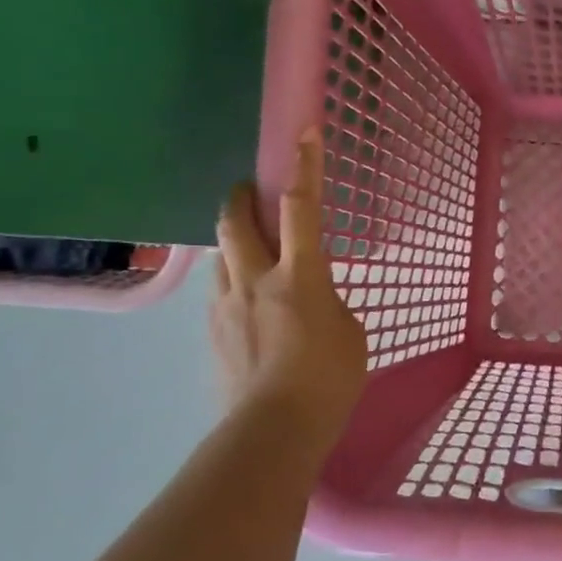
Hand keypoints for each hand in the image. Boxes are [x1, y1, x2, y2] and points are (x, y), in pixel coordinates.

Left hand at [212, 127, 367, 442]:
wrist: (275, 429)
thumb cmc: (329, 380)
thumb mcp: (350, 333)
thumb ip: (329, 302)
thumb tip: (310, 298)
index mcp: (300, 276)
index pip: (302, 208)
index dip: (305, 166)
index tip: (305, 131)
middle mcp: (255, 279)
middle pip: (237, 220)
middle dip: (242, 196)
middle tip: (250, 191)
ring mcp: (226, 304)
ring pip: (222, 254)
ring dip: (236, 241)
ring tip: (253, 253)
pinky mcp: (211, 331)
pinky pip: (221, 289)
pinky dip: (234, 281)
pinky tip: (250, 304)